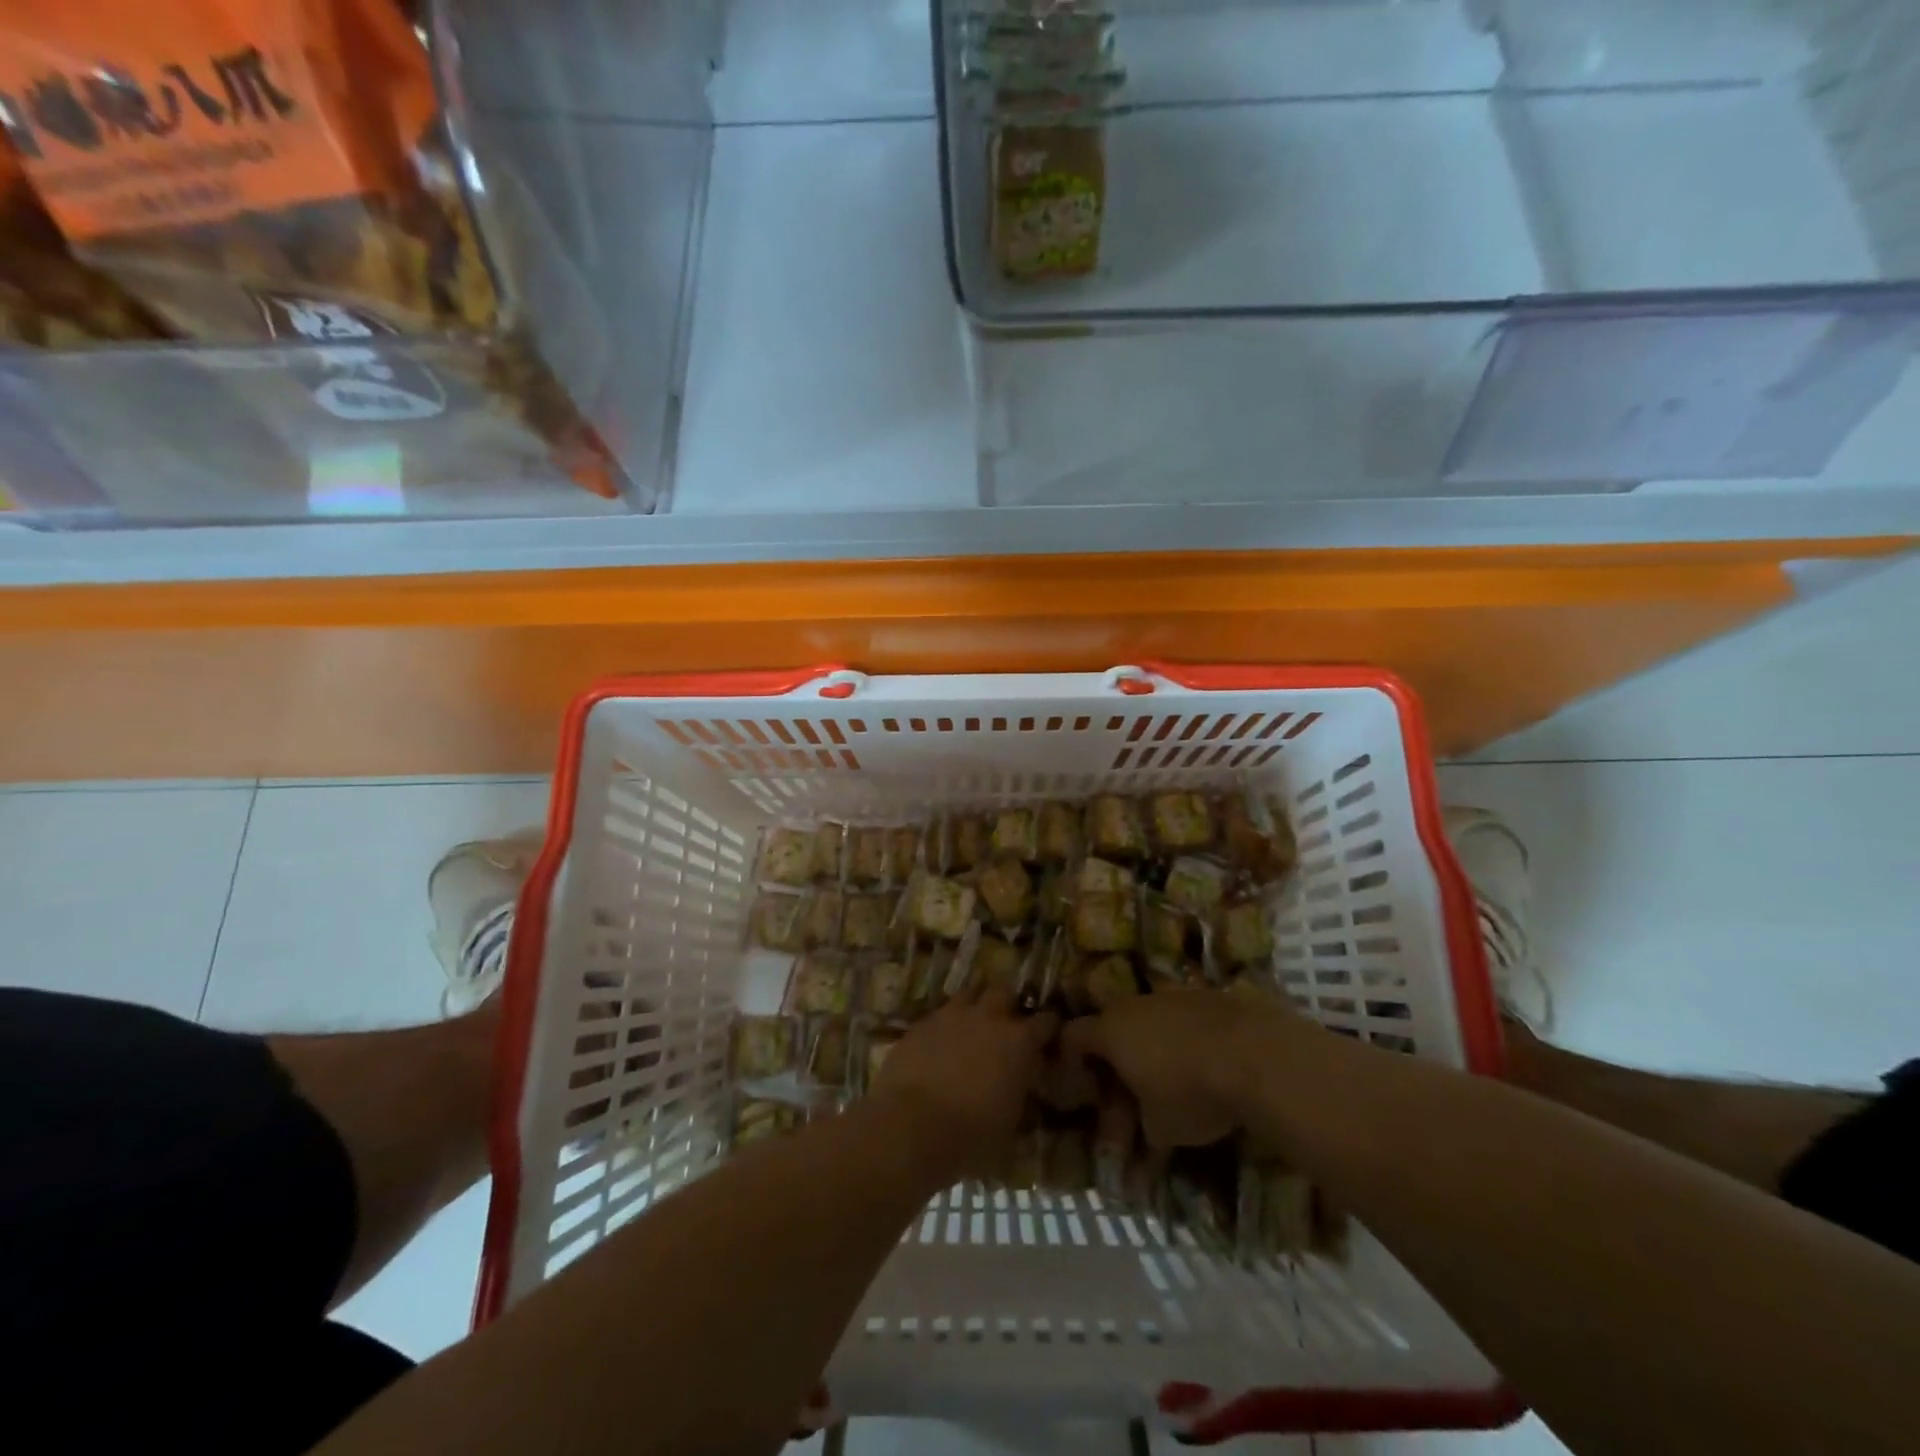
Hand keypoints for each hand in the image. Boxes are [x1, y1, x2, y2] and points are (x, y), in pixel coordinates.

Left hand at [871, 984, 1057, 1179]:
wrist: (911, 1124)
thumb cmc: (972, 1134)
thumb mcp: (1010, 1122)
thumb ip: (1019, 1093)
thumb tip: (1020, 1087)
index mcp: (1019, 1042)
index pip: (1046, 1021)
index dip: (1048, 1027)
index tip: (1046, 1037)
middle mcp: (989, 1017)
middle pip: (1004, 991)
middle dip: (1007, 1002)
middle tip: (1005, 1021)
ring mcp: (952, 1014)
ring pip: (970, 992)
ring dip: (975, 1004)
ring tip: (973, 1023)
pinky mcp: (923, 1022)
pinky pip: (941, 1012)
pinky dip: (946, 1022)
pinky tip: (942, 1040)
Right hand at [1061, 989, 1292, 1148]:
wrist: (1256, 1055)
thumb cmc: (1191, 1092)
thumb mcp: (1160, 1128)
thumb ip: (1142, 1131)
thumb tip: (1142, 1143)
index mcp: (1110, 1030)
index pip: (1072, 1036)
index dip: (1070, 1060)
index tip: (1081, 1088)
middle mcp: (1134, 1005)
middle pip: (1112, 1025)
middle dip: (1115, 1058)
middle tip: (1128, 1091)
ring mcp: (1172, 996)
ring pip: (1149, 1019)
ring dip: (1152, 1047)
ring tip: (1171, 1080)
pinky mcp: (1207, 996)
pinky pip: (1182, 1018)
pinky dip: (1184, 1039)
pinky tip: (1204, 1066)